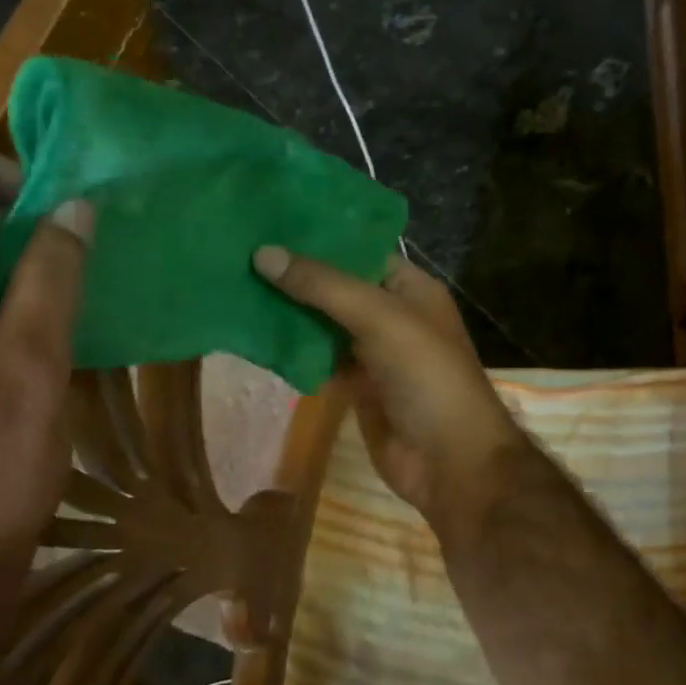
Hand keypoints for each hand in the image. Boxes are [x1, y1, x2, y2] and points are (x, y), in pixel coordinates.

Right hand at [253, 246, 529, 534]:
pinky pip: (321, 361)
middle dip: (296, 277)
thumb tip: (263, 253)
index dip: (318, 238)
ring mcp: (375, 353)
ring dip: (290, 315)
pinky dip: (296, 353)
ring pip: (325, 326)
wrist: (448, 460)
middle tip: (240, 256)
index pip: (359, 251)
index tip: (268, 224)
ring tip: (238, 288)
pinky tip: (256, 338)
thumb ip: (323, 285)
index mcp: (409, 288)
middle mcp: (392, 315)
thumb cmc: (425, 375)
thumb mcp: (378, 317)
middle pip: (337, 289)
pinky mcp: (358, 387)